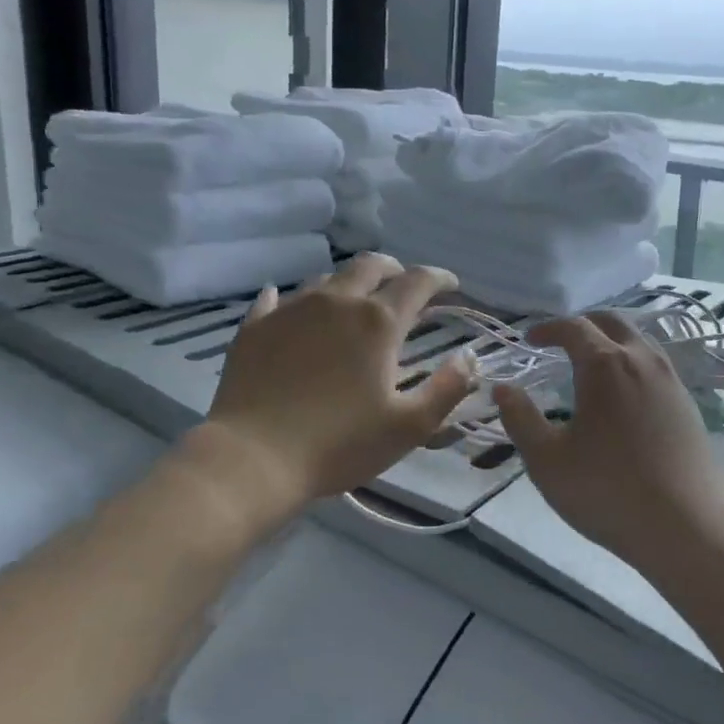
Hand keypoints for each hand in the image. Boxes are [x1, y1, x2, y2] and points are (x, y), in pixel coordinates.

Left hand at [200, 254, 473, 509]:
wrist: (253, 458)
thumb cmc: (339, 444)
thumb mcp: (409, 426)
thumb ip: (448, 388)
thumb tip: (470, 356)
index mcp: (378, 322)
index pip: (417, 282)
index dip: (439, 278)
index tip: (451, 284)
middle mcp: (336, 302)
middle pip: (370, 265)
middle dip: (393, 269)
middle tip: (402, 283)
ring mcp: (291, 310)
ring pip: (326, 279)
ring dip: (348, 284)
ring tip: (353, 301)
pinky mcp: (256, 326)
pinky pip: (276, 299)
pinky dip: (293, 300)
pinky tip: (290, 306)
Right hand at [493, 312, 723, 568]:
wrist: (686, 526)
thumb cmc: (607, 491)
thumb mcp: (547, 460)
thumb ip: (520, 419)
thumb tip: (503, 388)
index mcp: (605, 365)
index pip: (573, 327)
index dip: (548, 328)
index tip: (530, 340)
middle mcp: (641, 360)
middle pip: (612, 321)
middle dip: (583, 324)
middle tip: (561, 341)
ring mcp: (671, 380)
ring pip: (638, 341)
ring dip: (611, 341)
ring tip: (592, 365)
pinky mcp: (687, 404)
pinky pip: (655, 365)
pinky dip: (632, 362)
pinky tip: (623, 394)